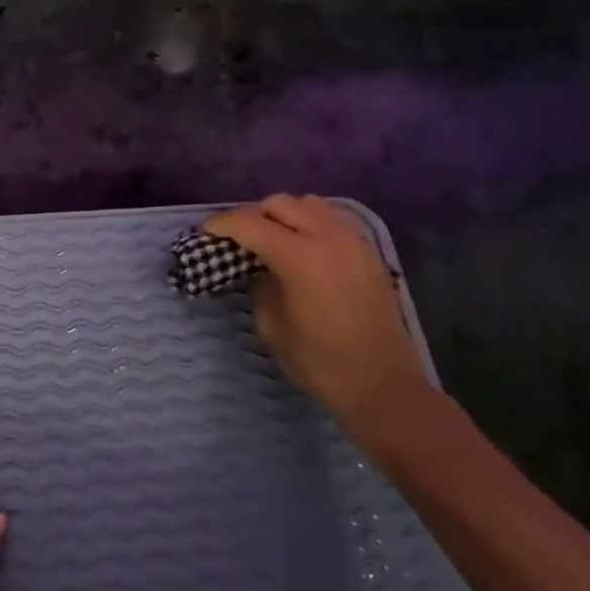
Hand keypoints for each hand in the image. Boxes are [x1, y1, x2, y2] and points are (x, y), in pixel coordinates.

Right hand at [203, 194, 431, 441]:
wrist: (384, 386)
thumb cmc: (321, 362)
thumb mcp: (272, 326)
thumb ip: (261, 286)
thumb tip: (262, 269)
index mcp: (299, 256)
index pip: (249, 223)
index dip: (221, 224)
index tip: (205, 232)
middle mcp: (327, 237)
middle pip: (279, 204)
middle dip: (253, 216)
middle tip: (240, 239)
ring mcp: (353, 241)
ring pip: (309, 203)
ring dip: (286, 214)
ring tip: (275, 238)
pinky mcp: (369, 252)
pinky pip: (333, 219)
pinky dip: (312, 222)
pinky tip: (305, 246)